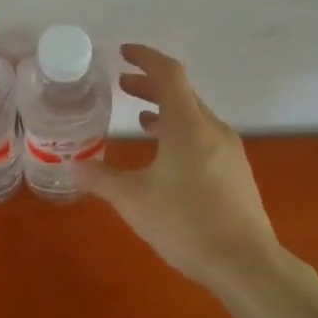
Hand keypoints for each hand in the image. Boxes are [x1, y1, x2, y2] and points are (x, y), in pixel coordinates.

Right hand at [76, 44, 278, 290]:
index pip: (168, 73)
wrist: (246, 264)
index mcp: (188, 125)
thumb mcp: (133, 200)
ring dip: (165, 109)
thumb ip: (101, 179)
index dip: (145, 57)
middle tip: (121, 85)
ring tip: (139, 117)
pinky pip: (203, 135)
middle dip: (150, 84)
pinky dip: (180, 130)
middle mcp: (212, 129)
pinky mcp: (235, 171)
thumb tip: (71, 166)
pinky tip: (165, 153)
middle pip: (181, 92)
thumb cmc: (186, 223)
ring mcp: (228, 150)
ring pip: (194, 115)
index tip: (123, 53)